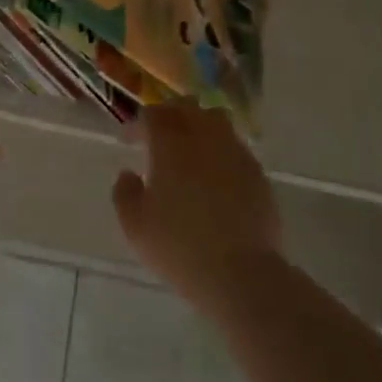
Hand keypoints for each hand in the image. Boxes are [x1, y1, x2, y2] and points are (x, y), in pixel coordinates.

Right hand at [113, 102, 285, 318]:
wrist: (241, 274)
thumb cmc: (180, 247)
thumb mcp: (135, 226)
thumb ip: (124, 193)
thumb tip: (129, 174)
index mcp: (170, 144)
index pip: (153, 114)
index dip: (139, 123)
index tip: (130, 141)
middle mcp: (204, 137)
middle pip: (187, 107)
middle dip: (170, 115)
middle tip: (160, 138)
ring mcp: (235, 152)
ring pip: (216, 120)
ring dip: (199, 126)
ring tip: (191, 151)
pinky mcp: (257, 173)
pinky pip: (236, 147)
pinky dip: (222, 150)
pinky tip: (217, 175)